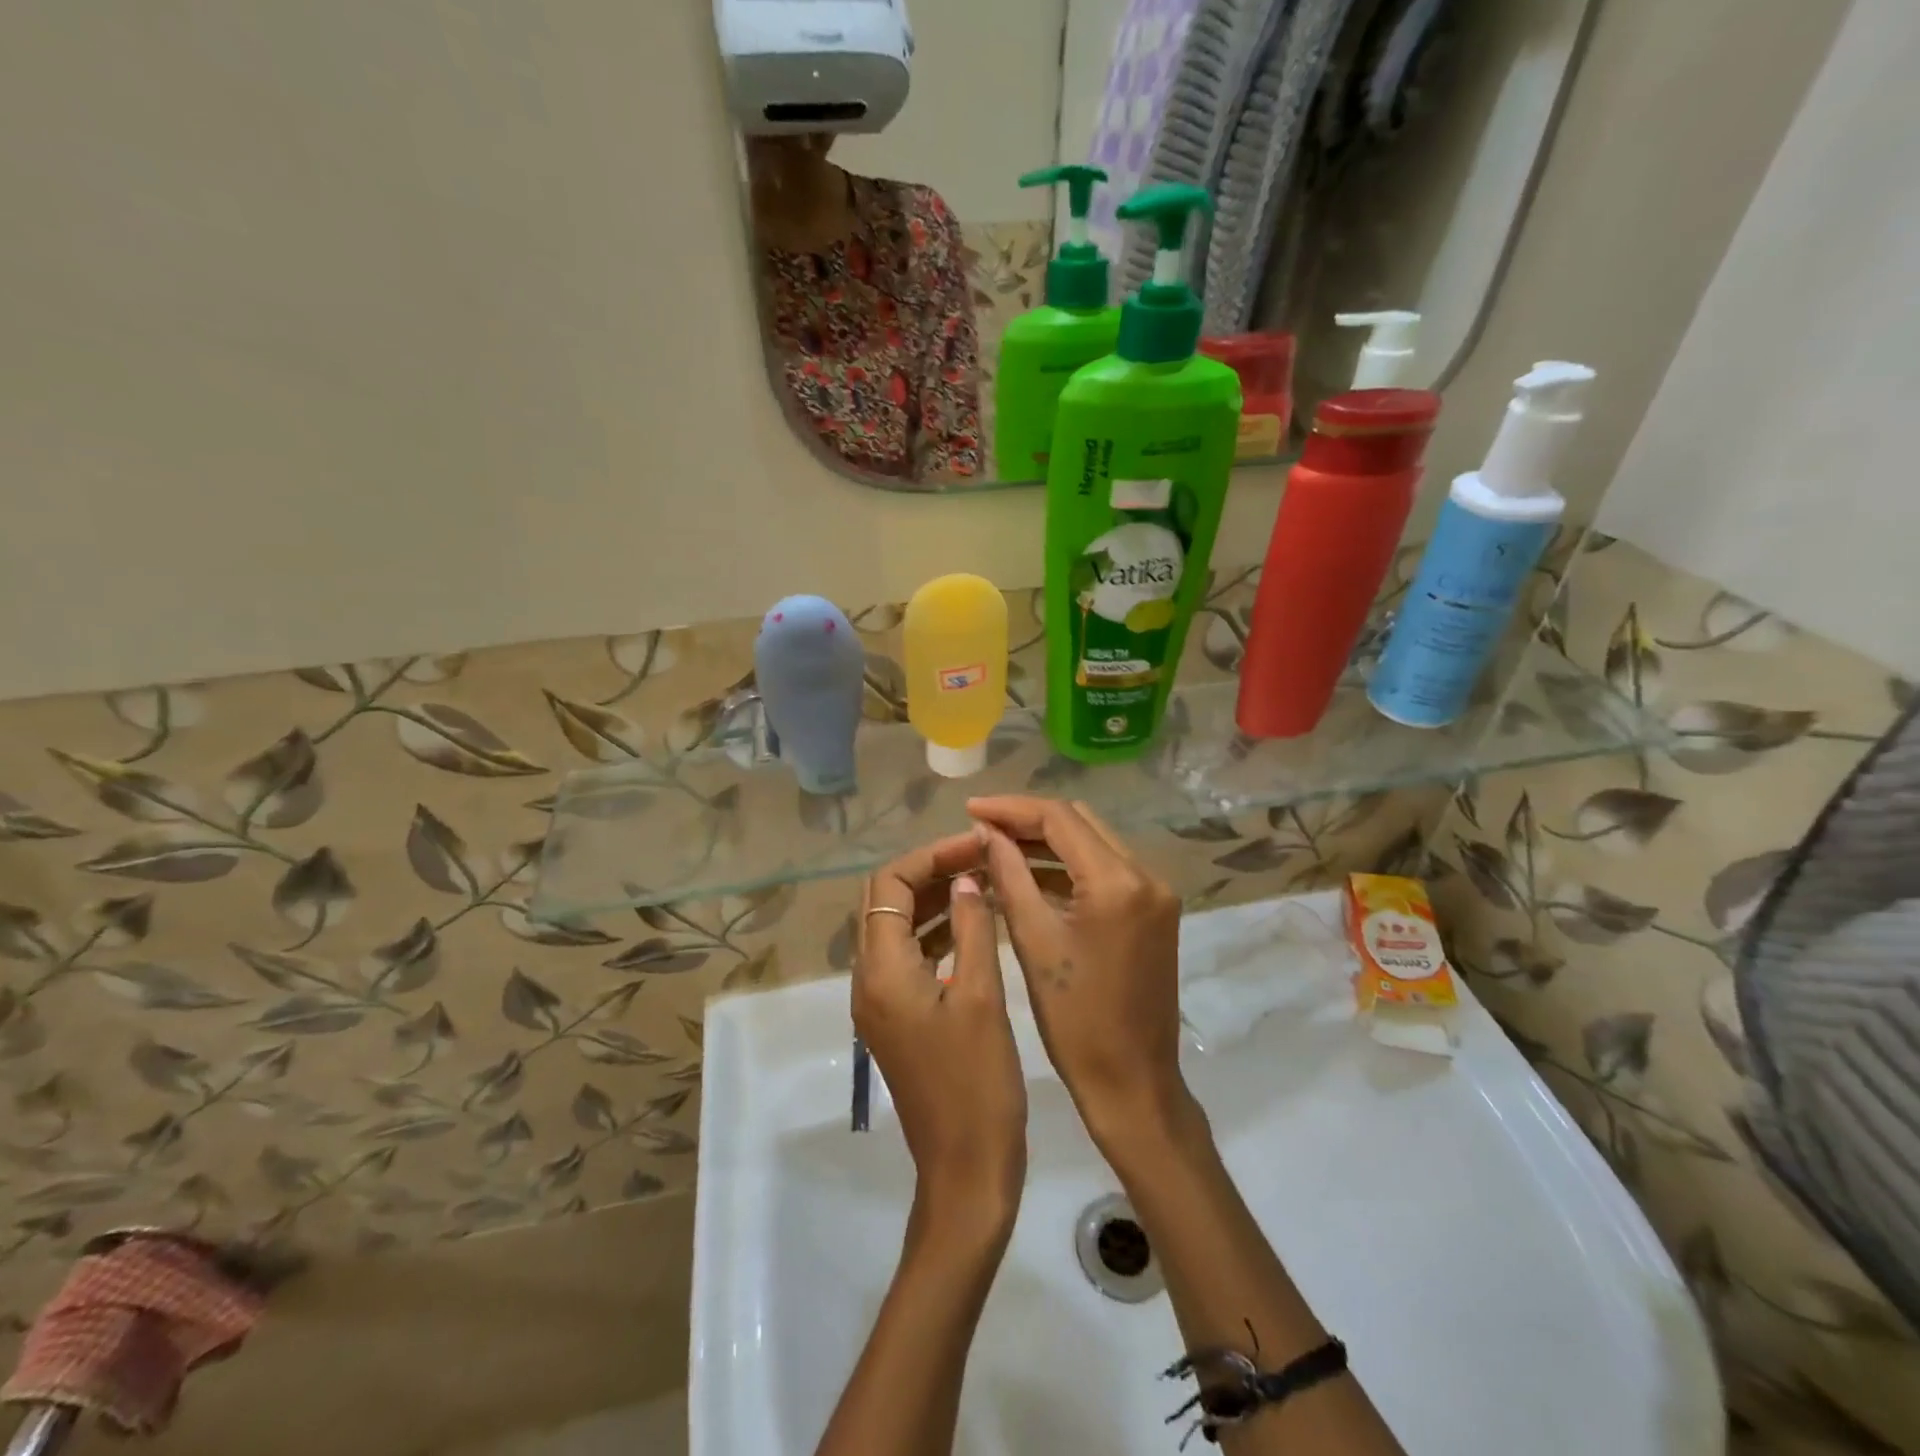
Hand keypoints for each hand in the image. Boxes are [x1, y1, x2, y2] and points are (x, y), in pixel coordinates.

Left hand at [855, 833, 1026, 1236]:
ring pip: (897, 928)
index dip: (929, 856)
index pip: (888, 884)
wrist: (966, 1171)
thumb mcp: (980, 996)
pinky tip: (975, 925)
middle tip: (979, 860)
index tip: (974, 847)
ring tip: (982, 881)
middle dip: (930, 872)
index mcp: (881, 971)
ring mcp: (880, 1001)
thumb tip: (966, 877)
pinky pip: (909, 957)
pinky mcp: (898, 1018)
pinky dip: (937, 932)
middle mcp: (869, 980)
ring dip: (934, 900)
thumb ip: (972, 928)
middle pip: (886, 902)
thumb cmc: (977, 1084)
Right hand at [967, 798, 1187, 1148]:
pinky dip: (1069, 867)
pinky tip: (1030, 874)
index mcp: (1118, 882)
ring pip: (1094, 843)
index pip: (1060, 819)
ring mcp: (1156, 892)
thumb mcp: (1033, 941)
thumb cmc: (1075, 1020)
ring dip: (1048, 842)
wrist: (1133, 1081)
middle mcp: (1146, 874)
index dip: (1011, 809)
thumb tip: (987, 832)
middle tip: (981, 827)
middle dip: (1029, 820)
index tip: (970, 808)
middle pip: (1080, 822)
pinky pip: (1106, 870)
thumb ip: (1009, 875)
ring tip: (997, 846)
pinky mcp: (1155, 910)